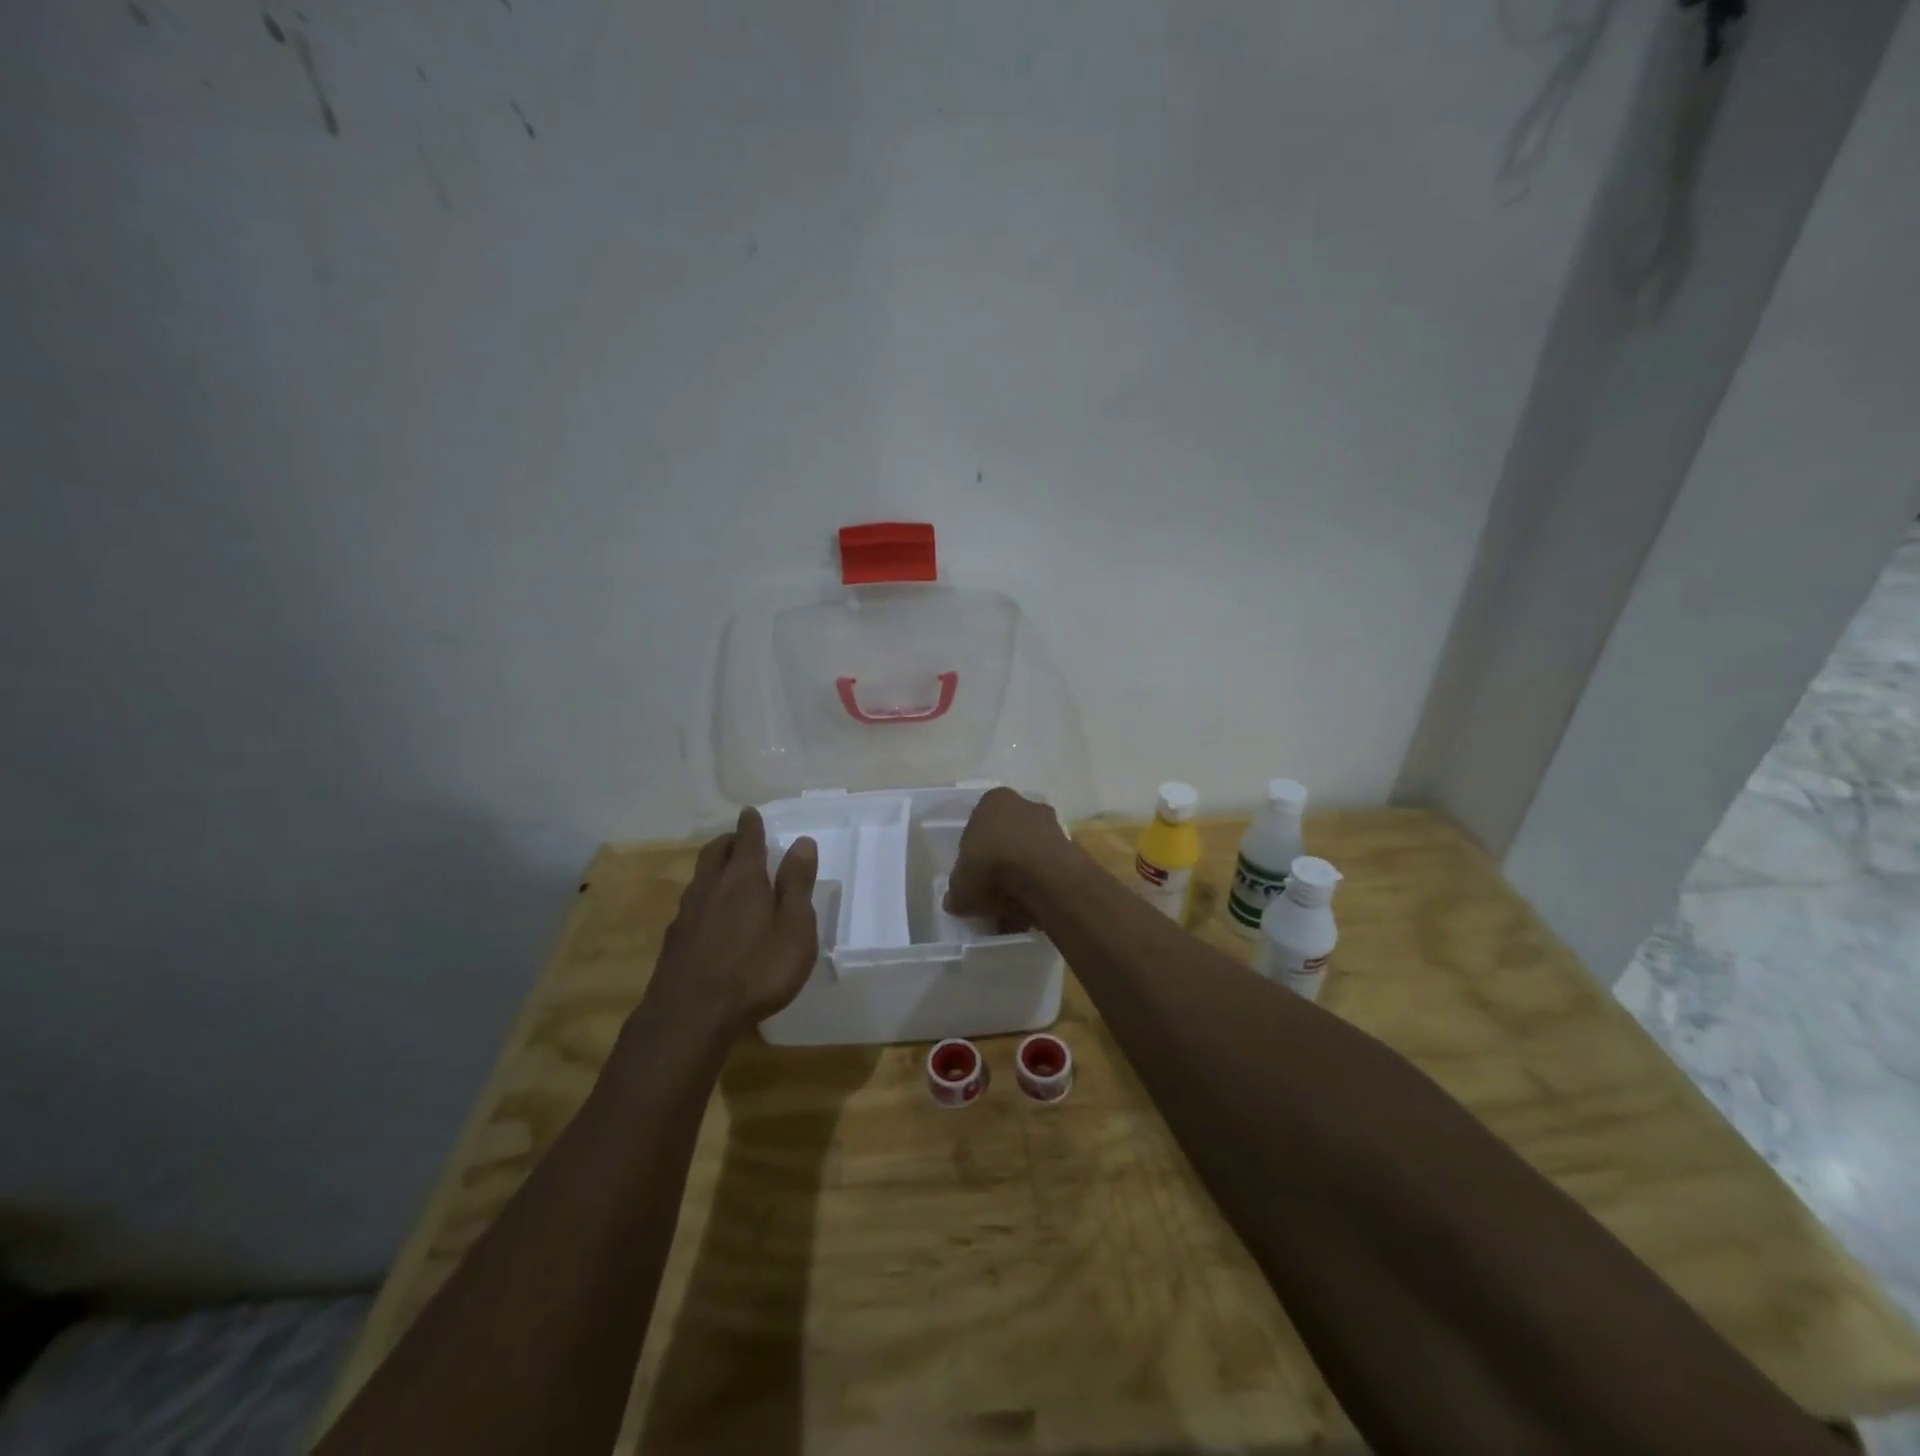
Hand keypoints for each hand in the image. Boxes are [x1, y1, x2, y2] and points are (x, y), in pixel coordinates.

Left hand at [642, 808, 819, 1037]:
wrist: (690, 1016)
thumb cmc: (756, 970)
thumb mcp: (794, 929)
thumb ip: (797, 885)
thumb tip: (802, 843)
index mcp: (744, 879)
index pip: (748, 840)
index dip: (751, 825)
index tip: (751, 813)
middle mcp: (711, 887)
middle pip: (715, 852)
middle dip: (729, 841)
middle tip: (740, 839)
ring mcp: (687, 914)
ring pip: (700, 877)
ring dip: (714, 867)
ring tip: (726, 873)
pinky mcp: (674, 941)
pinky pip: (691, 904)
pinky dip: (704, 896)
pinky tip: (710, 916)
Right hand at [943, 786, 1071, 931]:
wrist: (1045, 878)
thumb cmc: (992, 868)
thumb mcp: (960, 887)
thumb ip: (957, 892)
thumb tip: (957, 900)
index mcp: (992, 801)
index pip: (978, 825)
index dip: (974, 854)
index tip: (972, 877)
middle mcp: (1024, 804)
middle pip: (1007, 837)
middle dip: (1000, 864)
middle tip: (991, 893)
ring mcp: (1052, 825)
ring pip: (1030, 854)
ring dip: (1023, 877)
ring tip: (1013, 909)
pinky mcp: (1073, 848)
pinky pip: (1049, 870)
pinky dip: (1041, 887)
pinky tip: (1032, 910)